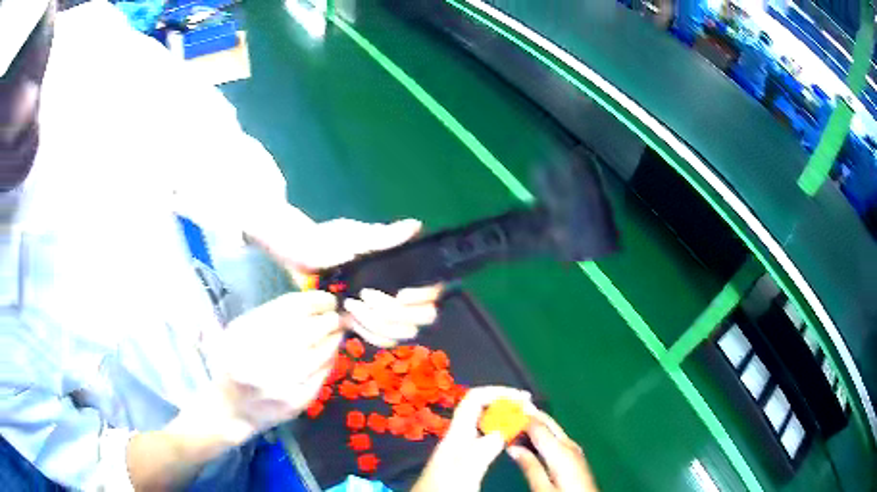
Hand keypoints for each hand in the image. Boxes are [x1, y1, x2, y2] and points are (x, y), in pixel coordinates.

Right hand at [204, 290, 342, 438]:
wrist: (231, 407)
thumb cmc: (233, 362)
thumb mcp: (240, 331)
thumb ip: (270, 315)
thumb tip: (313, 303)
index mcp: (247, 333)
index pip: (292, 308)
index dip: (316, 300)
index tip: (328, 299)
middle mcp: (264, 357)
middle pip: (311, 330)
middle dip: (329, 319)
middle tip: (335, 316)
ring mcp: (283, 383)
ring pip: (321, 353)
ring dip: (334, 339)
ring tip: (336, 332)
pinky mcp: (298, 401)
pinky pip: (322, 374)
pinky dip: (329, 360)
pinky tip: (329, 353)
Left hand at [247, 207, 441, 346]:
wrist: (300, 256)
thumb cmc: (326, 241)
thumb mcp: (354, 237)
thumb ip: (385, 237)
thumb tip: (416, 226)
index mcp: (404, 267)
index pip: (435, 289)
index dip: (425, 297)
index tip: (401, 294)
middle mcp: (404, 291)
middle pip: (425, 317)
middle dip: (394, 313)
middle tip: (365, 297)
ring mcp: (390, 310)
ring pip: (405, 332)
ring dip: (379, 324)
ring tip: (351, 305)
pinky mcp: (373, 324)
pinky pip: (385, 340)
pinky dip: (370, 333)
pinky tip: (351, 319)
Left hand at [412, 386, 532, 491]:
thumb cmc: (444, 488)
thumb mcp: (465, 471)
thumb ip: (483, 451)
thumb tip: (504, 429)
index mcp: (456, 434)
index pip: (475, 399)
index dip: (499, 392)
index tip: (524, 398)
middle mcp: (458, 436)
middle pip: (480, 408)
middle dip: (504, 403)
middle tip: (529, 410)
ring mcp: (460, 448)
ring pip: (484, 423)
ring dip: (504, 417)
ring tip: (525, 421)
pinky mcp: (464, 460)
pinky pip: (485, 438)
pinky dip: (501, 433)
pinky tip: (511, 442)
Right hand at [507, 411, 597, 491]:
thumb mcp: (542, 488)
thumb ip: (529, 466)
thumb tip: (513, 448)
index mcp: (560, 451)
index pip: (537, 425)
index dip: (520, 416)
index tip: (504, 410)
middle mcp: (569, 445)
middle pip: (547, 422)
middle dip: (530, 414)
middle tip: (511, 408)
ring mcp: (575, 449)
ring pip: (553, 428)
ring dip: (536, 422)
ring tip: (518, 421)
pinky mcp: (576, 455)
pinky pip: (557, 437)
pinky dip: (544, 433)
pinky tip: (534, 437)